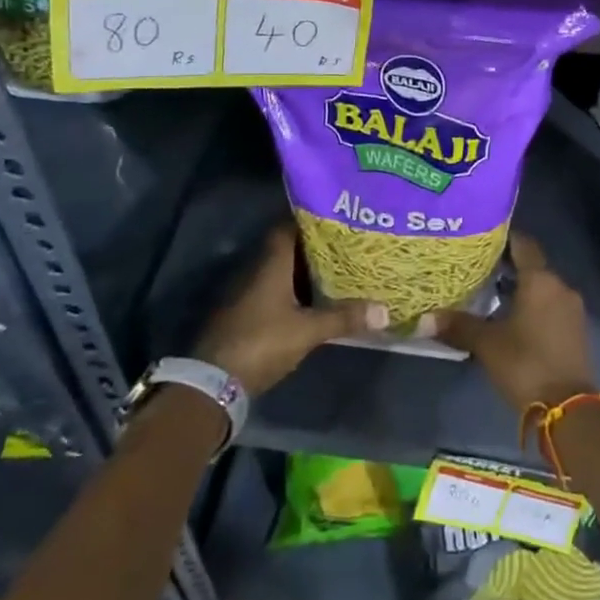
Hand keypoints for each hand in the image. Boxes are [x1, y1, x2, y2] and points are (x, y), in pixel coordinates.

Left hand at [194, 222, 386, 395]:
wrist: (214, 382)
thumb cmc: (262, 342)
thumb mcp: (307, 331)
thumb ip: (343, 318)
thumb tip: (384, 310)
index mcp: (271, 264)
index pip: (288, 227)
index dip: (310, 220)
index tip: (336, 217)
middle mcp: (257, 271)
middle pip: (287, 249)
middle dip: (314, 247)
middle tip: (345, 244)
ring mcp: (248, 294)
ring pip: (281, 272)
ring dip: (304, 271)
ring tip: (337, 269)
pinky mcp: (246, 315)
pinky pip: (274, 292)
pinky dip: (294, 291)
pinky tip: (314, 300)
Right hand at [428, 233, 595, 414]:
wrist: (569, 409)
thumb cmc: (526, 364)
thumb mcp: (487, 344)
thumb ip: (458, 326)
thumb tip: (424, 318)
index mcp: (540, 280)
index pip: (523, 244)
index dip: (503, 237)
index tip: (481, 237)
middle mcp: (560, 286)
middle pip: (532, 265)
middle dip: (507, 265)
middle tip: (477, 266)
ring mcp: (571, 309)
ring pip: (542, 287)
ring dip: (520, 287)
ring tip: (489, 291)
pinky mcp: (575, 330)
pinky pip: (550, 305)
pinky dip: (532, 305)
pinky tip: (510, 316)